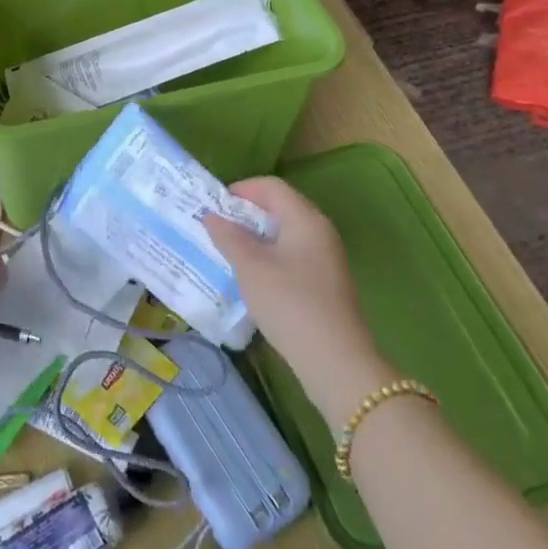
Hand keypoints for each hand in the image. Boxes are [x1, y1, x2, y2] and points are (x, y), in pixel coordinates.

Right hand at [205, 177, 382, 390]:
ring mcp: (326, 258)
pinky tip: (253, 277)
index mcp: (305, 219)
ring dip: (256, 237)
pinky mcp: (326, 282)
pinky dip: (270, 256)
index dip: (241, 190)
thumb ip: (229, 237)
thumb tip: (212, 216)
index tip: (214, 206)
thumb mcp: (250, 268)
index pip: (271, 186)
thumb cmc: (290, 304)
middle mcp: (320, 231)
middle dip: (246, 214)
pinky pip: (293, 254)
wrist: (335, 362)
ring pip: (285, 233)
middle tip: (217, 228)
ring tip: (229, 252)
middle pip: (280, 207)